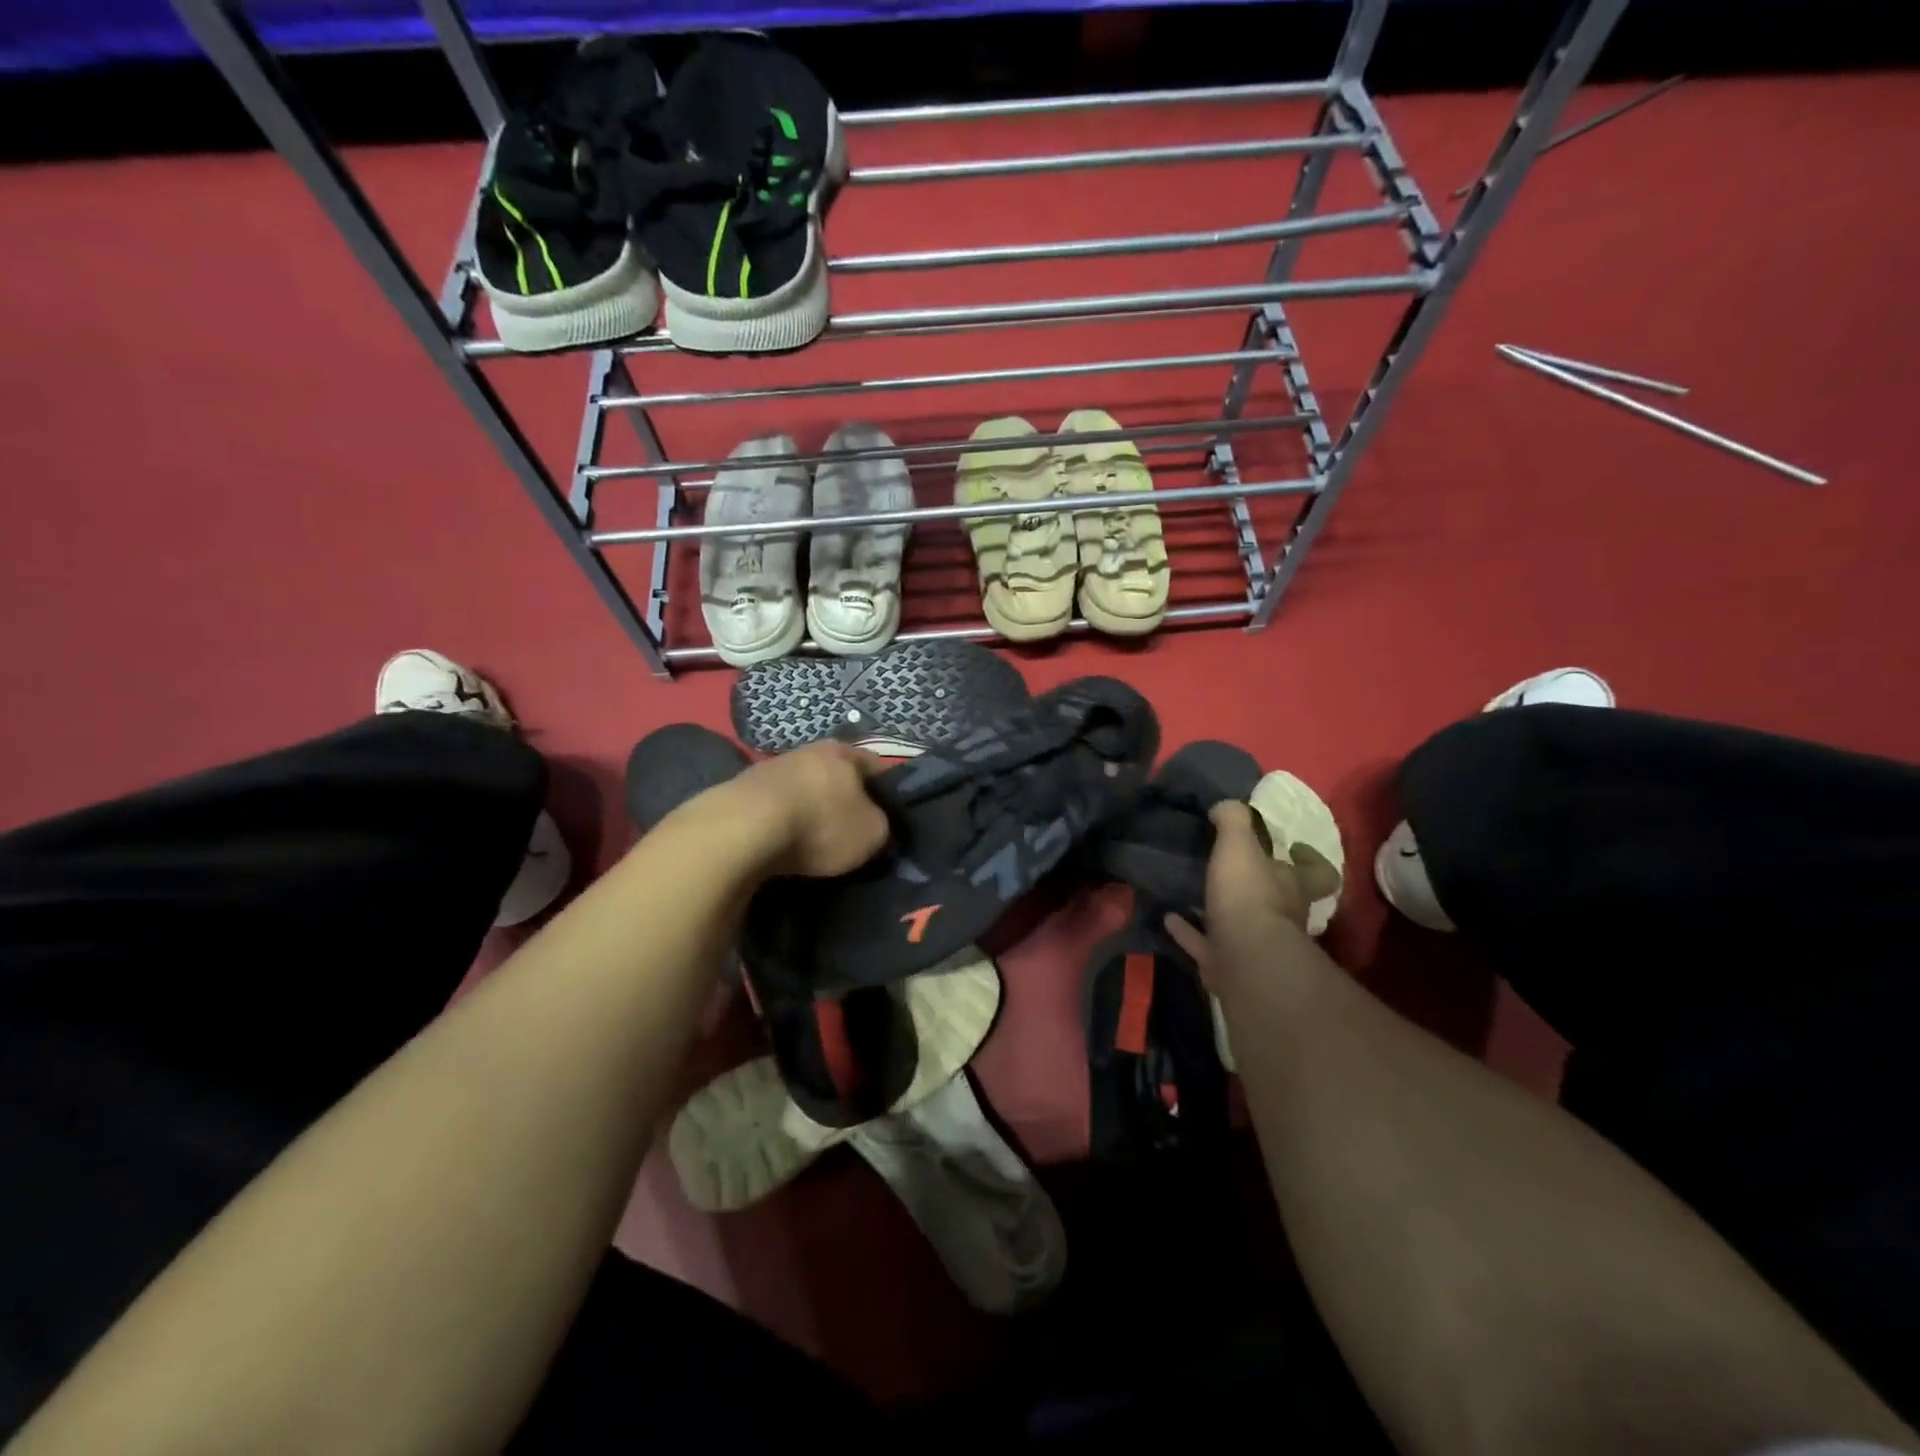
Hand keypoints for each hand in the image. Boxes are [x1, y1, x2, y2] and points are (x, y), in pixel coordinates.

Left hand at [720, 740, 890, 878]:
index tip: (888, 815)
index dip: (885, 790)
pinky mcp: (741, 790)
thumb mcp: (871, 833)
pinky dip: (781, 822)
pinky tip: (782, 843)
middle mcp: (807, 751)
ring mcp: (770, 768)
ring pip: (803, 789)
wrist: (742, 830)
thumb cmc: (819, 824)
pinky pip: (774, 807)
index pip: (875, 766)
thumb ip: (881, 824)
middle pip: (835, 775)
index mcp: (843, 753)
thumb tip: (873, 824)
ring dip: (809, 810)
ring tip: (814, 840)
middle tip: (851, 829)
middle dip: (844, 799)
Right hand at [1165, 801, 1340, 989]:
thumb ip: (1234, 820)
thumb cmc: (1249, 895)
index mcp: (1292, 886)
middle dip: (1263, 886)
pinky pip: (1204, 943)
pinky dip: (1188, 931)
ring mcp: (1256, 945)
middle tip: (1236, 868)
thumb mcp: (1239, 845)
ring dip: (1222, 910)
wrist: (1243, 959)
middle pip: (1282, 900)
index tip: (1294, 847)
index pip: (1319, 873)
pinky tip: (1169, 917)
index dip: (1312, 860)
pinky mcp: (1227, 964)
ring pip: (1243, 925)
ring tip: (1195, 891)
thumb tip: (1226, 806)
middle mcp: (1283, 917)